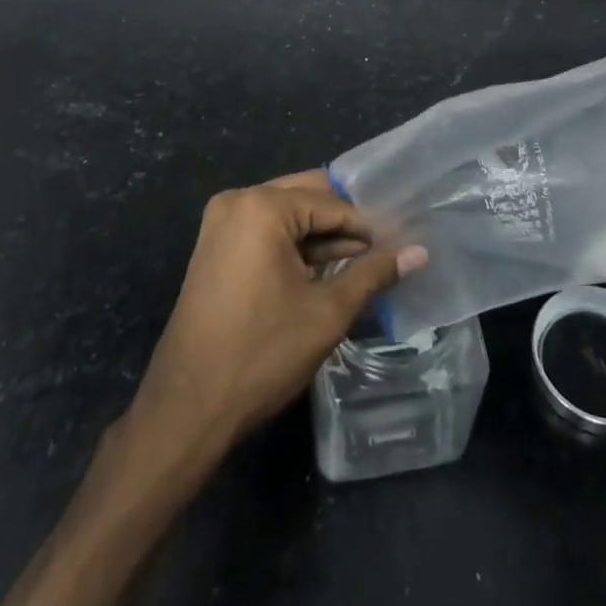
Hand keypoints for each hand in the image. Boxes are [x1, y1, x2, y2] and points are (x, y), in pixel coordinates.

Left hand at [128, 171, 427, 458]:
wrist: (186, 408)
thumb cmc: (261, 354)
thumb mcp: (326, 313)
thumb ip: (372, 274)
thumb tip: (419, 254)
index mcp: (262, 206)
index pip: (331, 203)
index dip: (367, 225)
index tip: (399, 244)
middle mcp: (237, 201)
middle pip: (306, 197)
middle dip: (344, 223)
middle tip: (384, 247)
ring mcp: (220, 223)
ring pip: (287, 214)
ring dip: (321, 236)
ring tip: (362, 262)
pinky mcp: (215, 247)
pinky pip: (265, 231)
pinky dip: (295, 246)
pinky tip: (325, 270)